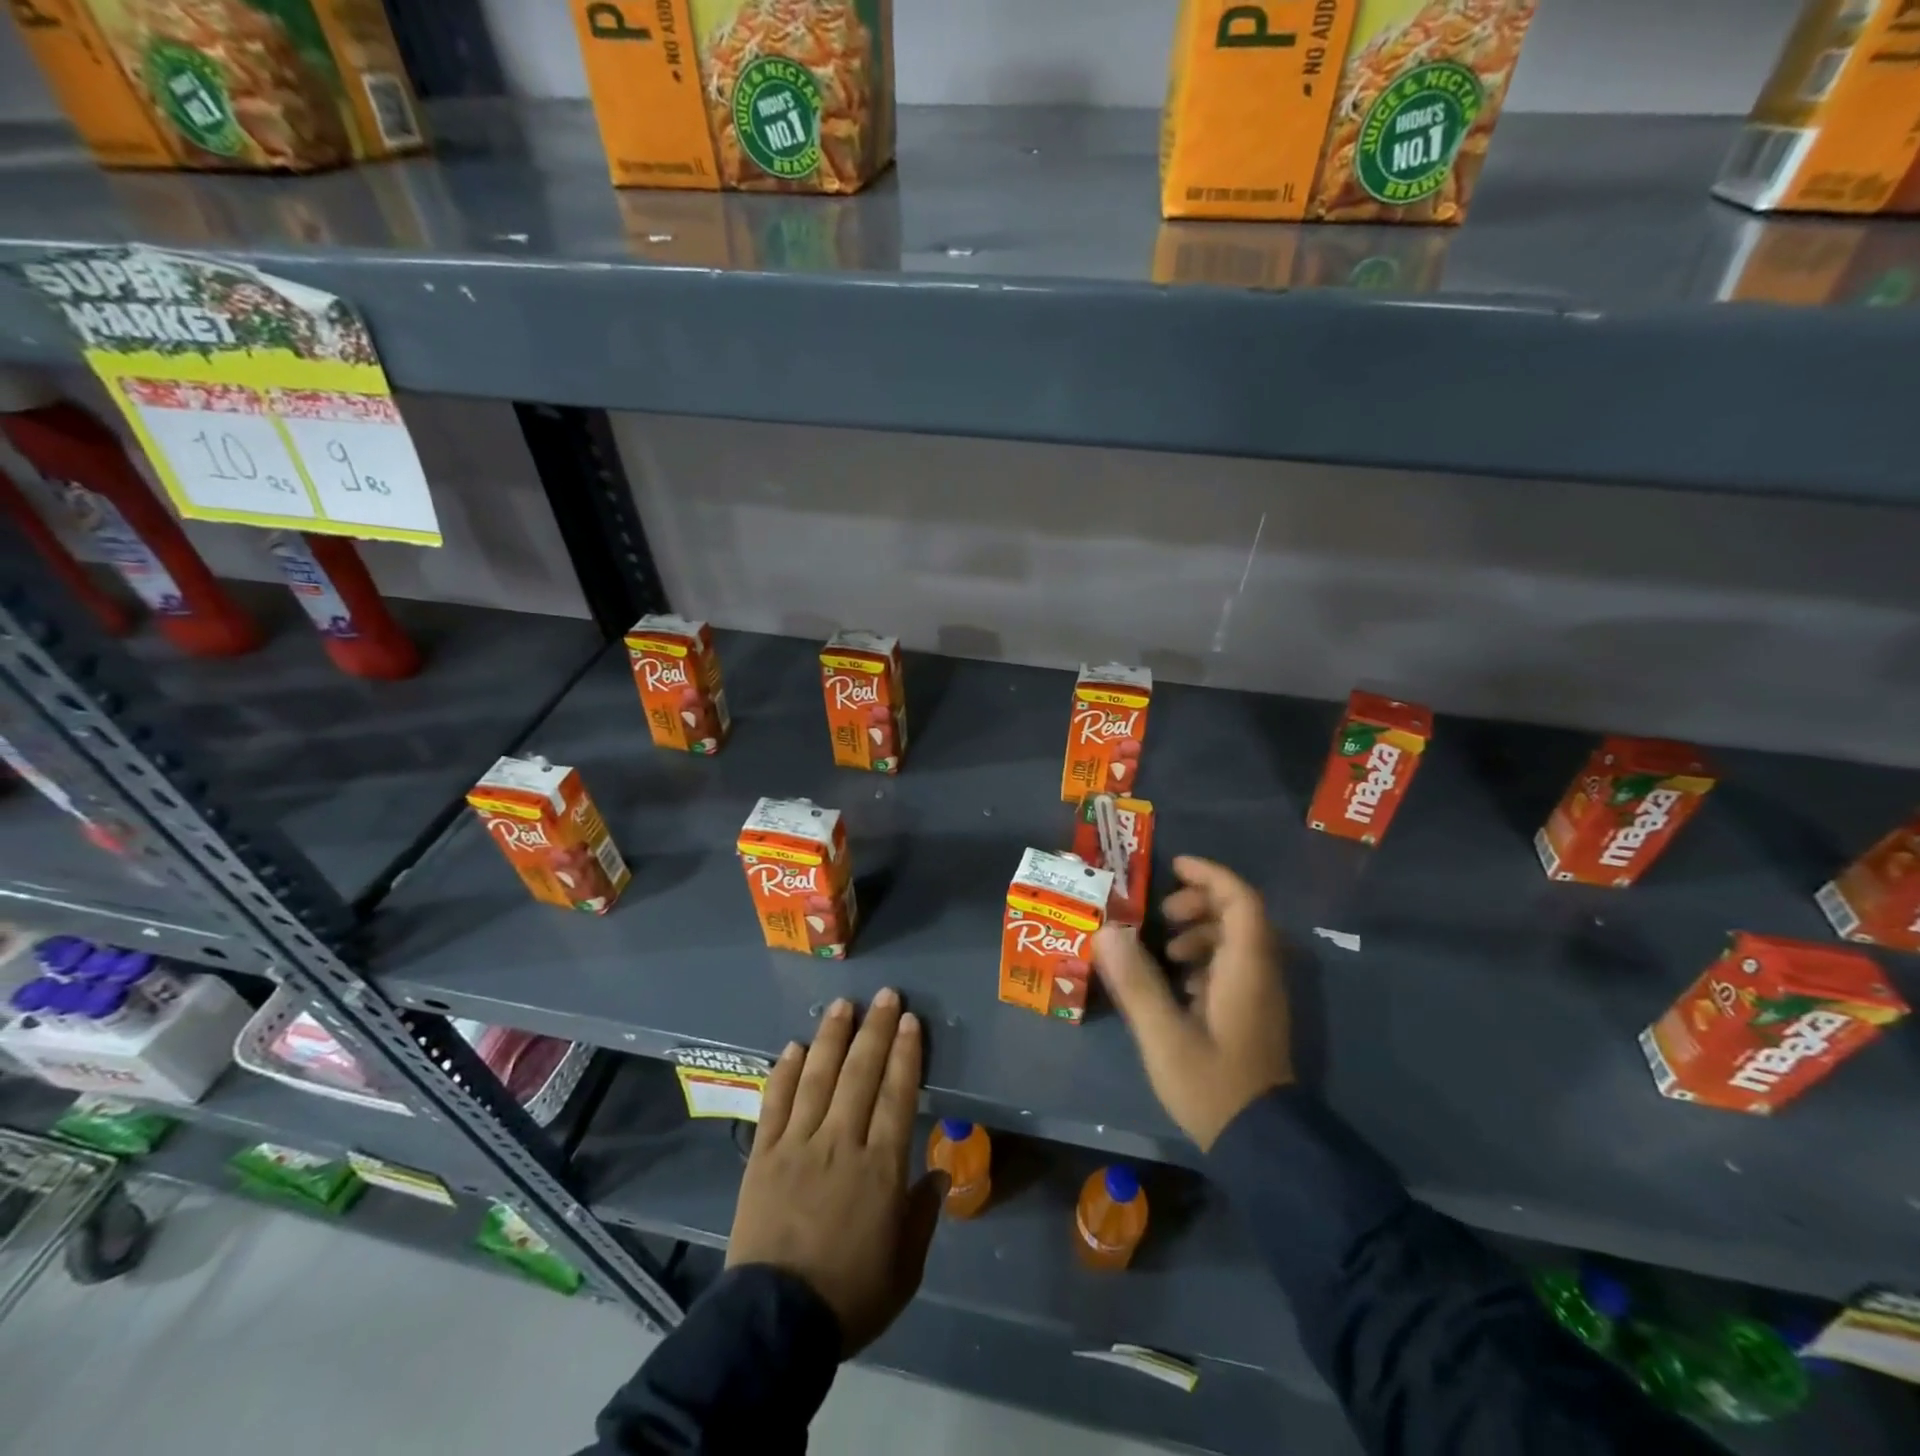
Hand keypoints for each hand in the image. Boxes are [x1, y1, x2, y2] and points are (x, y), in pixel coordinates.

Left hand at [727, 990, 944, 1356]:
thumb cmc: (850, 1297)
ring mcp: (797, 1144)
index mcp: (880, 1168)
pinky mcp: (762, 1155)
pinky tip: (794, 1046)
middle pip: (861, 1074)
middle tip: (886, 996)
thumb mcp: (904, 1269)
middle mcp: (840, 1143)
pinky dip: (784, 1071)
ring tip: (843, 1005)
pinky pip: (775, 1103)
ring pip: (818, 1077)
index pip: (897, 1094)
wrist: (775, 1326)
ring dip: (832, 1037)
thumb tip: (940, 1174)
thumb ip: (922, 1216)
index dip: (905, 1053)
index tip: (910, 1021)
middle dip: (876, 1030)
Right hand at [1092, 855, 1293, 1150]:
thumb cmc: (1212, 1085)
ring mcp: (1260, 995)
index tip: (1173, 867)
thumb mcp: (1163, 1034)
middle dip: (1198, 903)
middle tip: (1161, 916)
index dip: (1209, 875)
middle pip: (1239, 914)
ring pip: (1236, 941)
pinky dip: (1205, 959)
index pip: (1240, 900)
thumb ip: (1135, 981)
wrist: (1261, 1144)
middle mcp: (1261, 973)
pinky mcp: (1253, 1014)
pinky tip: (1177, 984)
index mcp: (1246, 968)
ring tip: (1164, 951)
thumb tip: (1106, 931)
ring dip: (1200, 932)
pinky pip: (1233, 966)